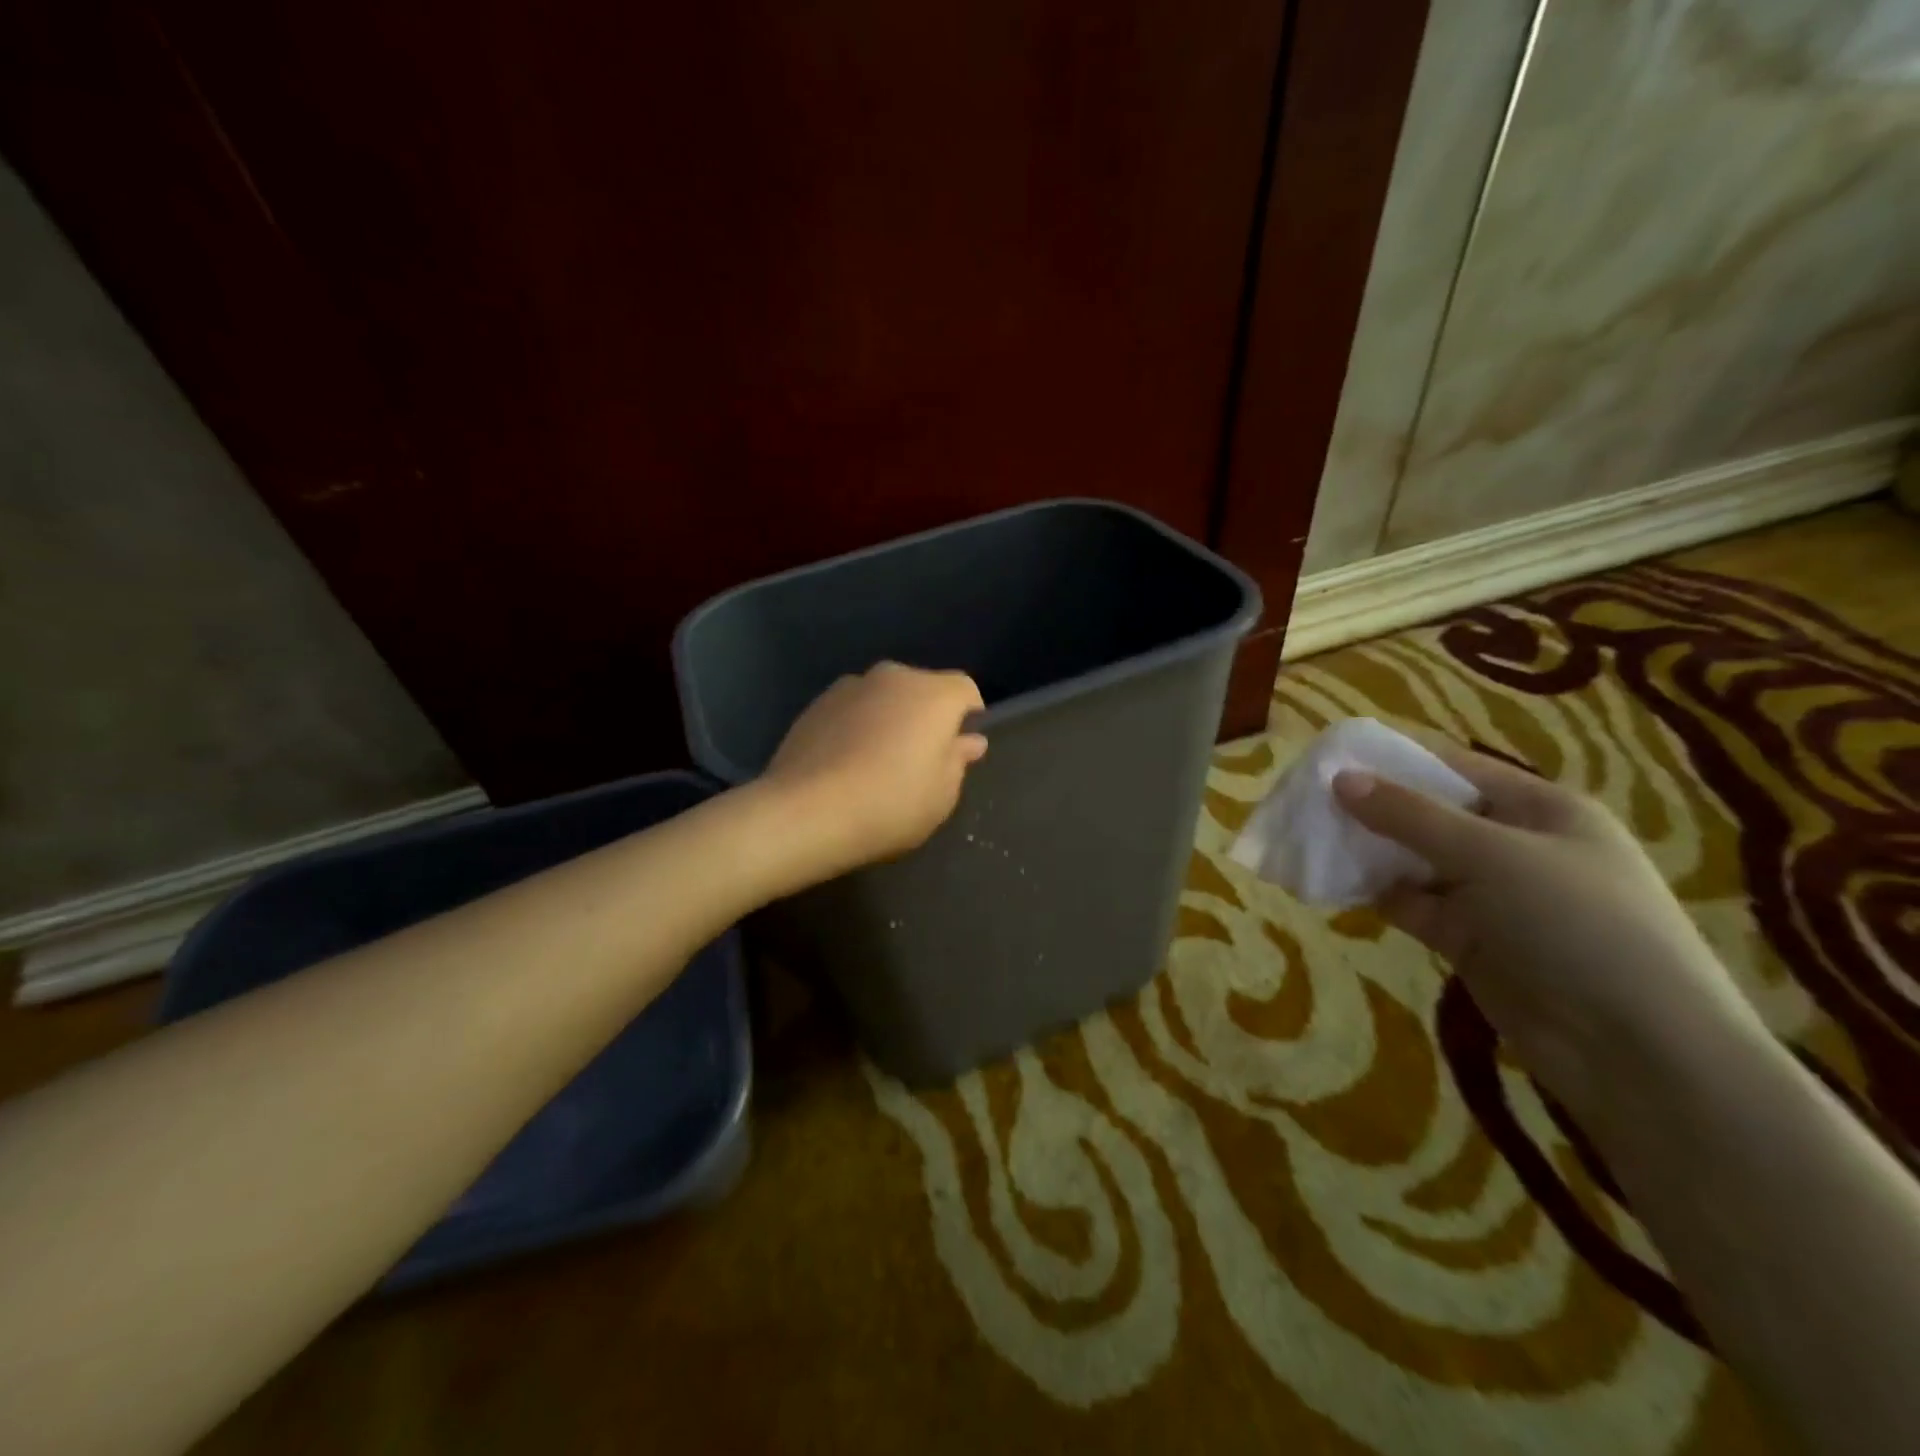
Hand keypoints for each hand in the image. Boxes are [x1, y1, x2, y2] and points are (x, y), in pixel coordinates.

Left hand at [761, 662, 987, 877]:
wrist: (806, 812)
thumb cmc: (891, 804)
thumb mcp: (942, 794)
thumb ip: (958, 760)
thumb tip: (968, 740)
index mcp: (933, 694)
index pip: (965, 690)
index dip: (968, 717)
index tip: (959, 750)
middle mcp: (893, 677)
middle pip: (922, 689)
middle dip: (926, 716)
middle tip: (919, 760)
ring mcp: (849, 686)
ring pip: (883, 698)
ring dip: (888, 719)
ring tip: (877, 763)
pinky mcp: (815, 704)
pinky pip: (851, 710)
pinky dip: (856, 727)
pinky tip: (846, 764)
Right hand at [1332, 743, 1766, 1125]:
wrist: (1638, 1052)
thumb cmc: (1577, 925)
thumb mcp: (1491, 855)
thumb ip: (1410, 816)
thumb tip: (1340, 778)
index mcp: (1539, 808)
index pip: (1453, 768)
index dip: (1392, 760)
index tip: (1330, 758)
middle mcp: (1515, 845)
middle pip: (1428, 814)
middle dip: (1371, 808)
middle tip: (1306, 803)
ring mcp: (1493, 895)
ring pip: (1415, 860)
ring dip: (1368, 853)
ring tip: (1307, 841)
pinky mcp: (1471, 939)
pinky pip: (1413, 903)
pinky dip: (1376, 894)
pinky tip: (1331, 884)